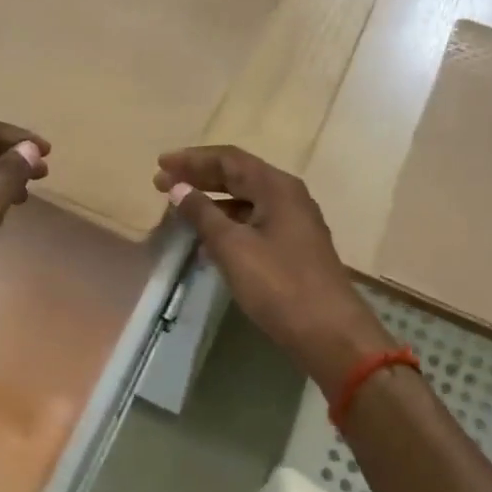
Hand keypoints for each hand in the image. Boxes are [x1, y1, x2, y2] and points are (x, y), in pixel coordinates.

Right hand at [155, 146, 393, 394]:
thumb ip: (203, 213)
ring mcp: (293, 221)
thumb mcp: (233, 247)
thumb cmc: (279, 285)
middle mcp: (287, 196)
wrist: (330, 333)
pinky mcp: (293, 246)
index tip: (160, 164)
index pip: (228, 158)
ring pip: (245, 200)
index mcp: (276, 187)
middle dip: (199, 177)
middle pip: (237, 175)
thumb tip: (178, 187)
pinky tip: (206, 243)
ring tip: (180, 210)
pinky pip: (253, 222)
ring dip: (211, 201)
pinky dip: (227, 224)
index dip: (192, 159)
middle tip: (162, 183)